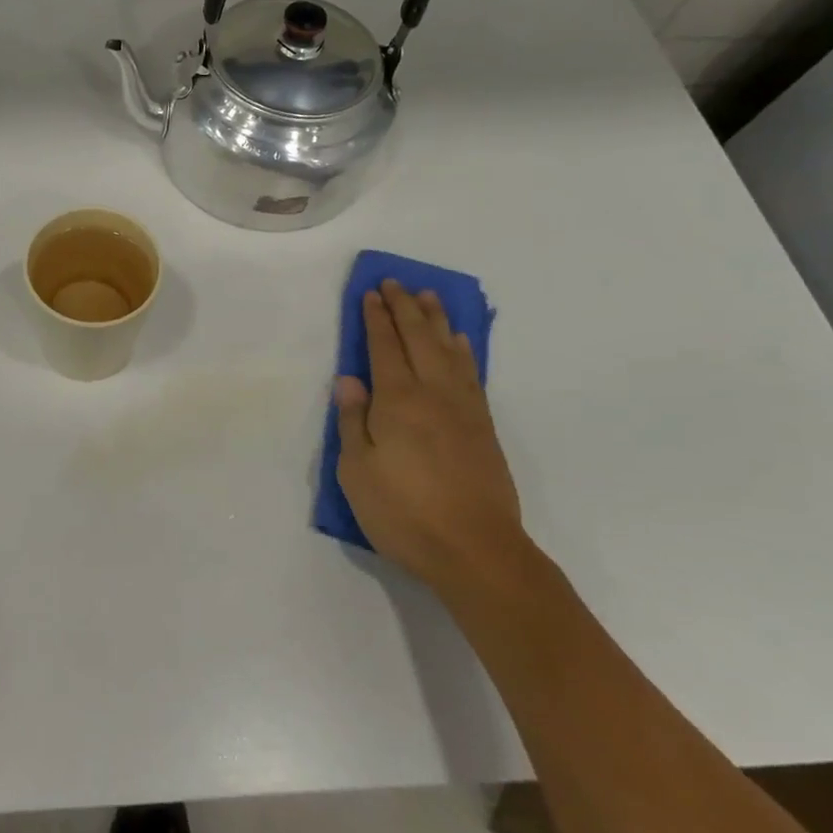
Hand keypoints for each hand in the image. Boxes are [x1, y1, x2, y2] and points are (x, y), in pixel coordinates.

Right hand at [334, 281, 532, 595]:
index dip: (376, 318)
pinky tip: (459, 342)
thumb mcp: (357, 471)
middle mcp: (432, 394)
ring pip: (448, 350)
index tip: (370, 293)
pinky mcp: (483, 427)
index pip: (383, 347)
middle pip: (418, 339)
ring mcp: (463, 409)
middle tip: (396, 282)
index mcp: (397, 401)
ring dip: (436, 320)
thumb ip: (352, 421)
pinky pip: (471, 373)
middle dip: (404, 308)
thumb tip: (349, 380)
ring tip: (428, 297)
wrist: (476, 550)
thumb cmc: (404, 513)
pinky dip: (463, 350)